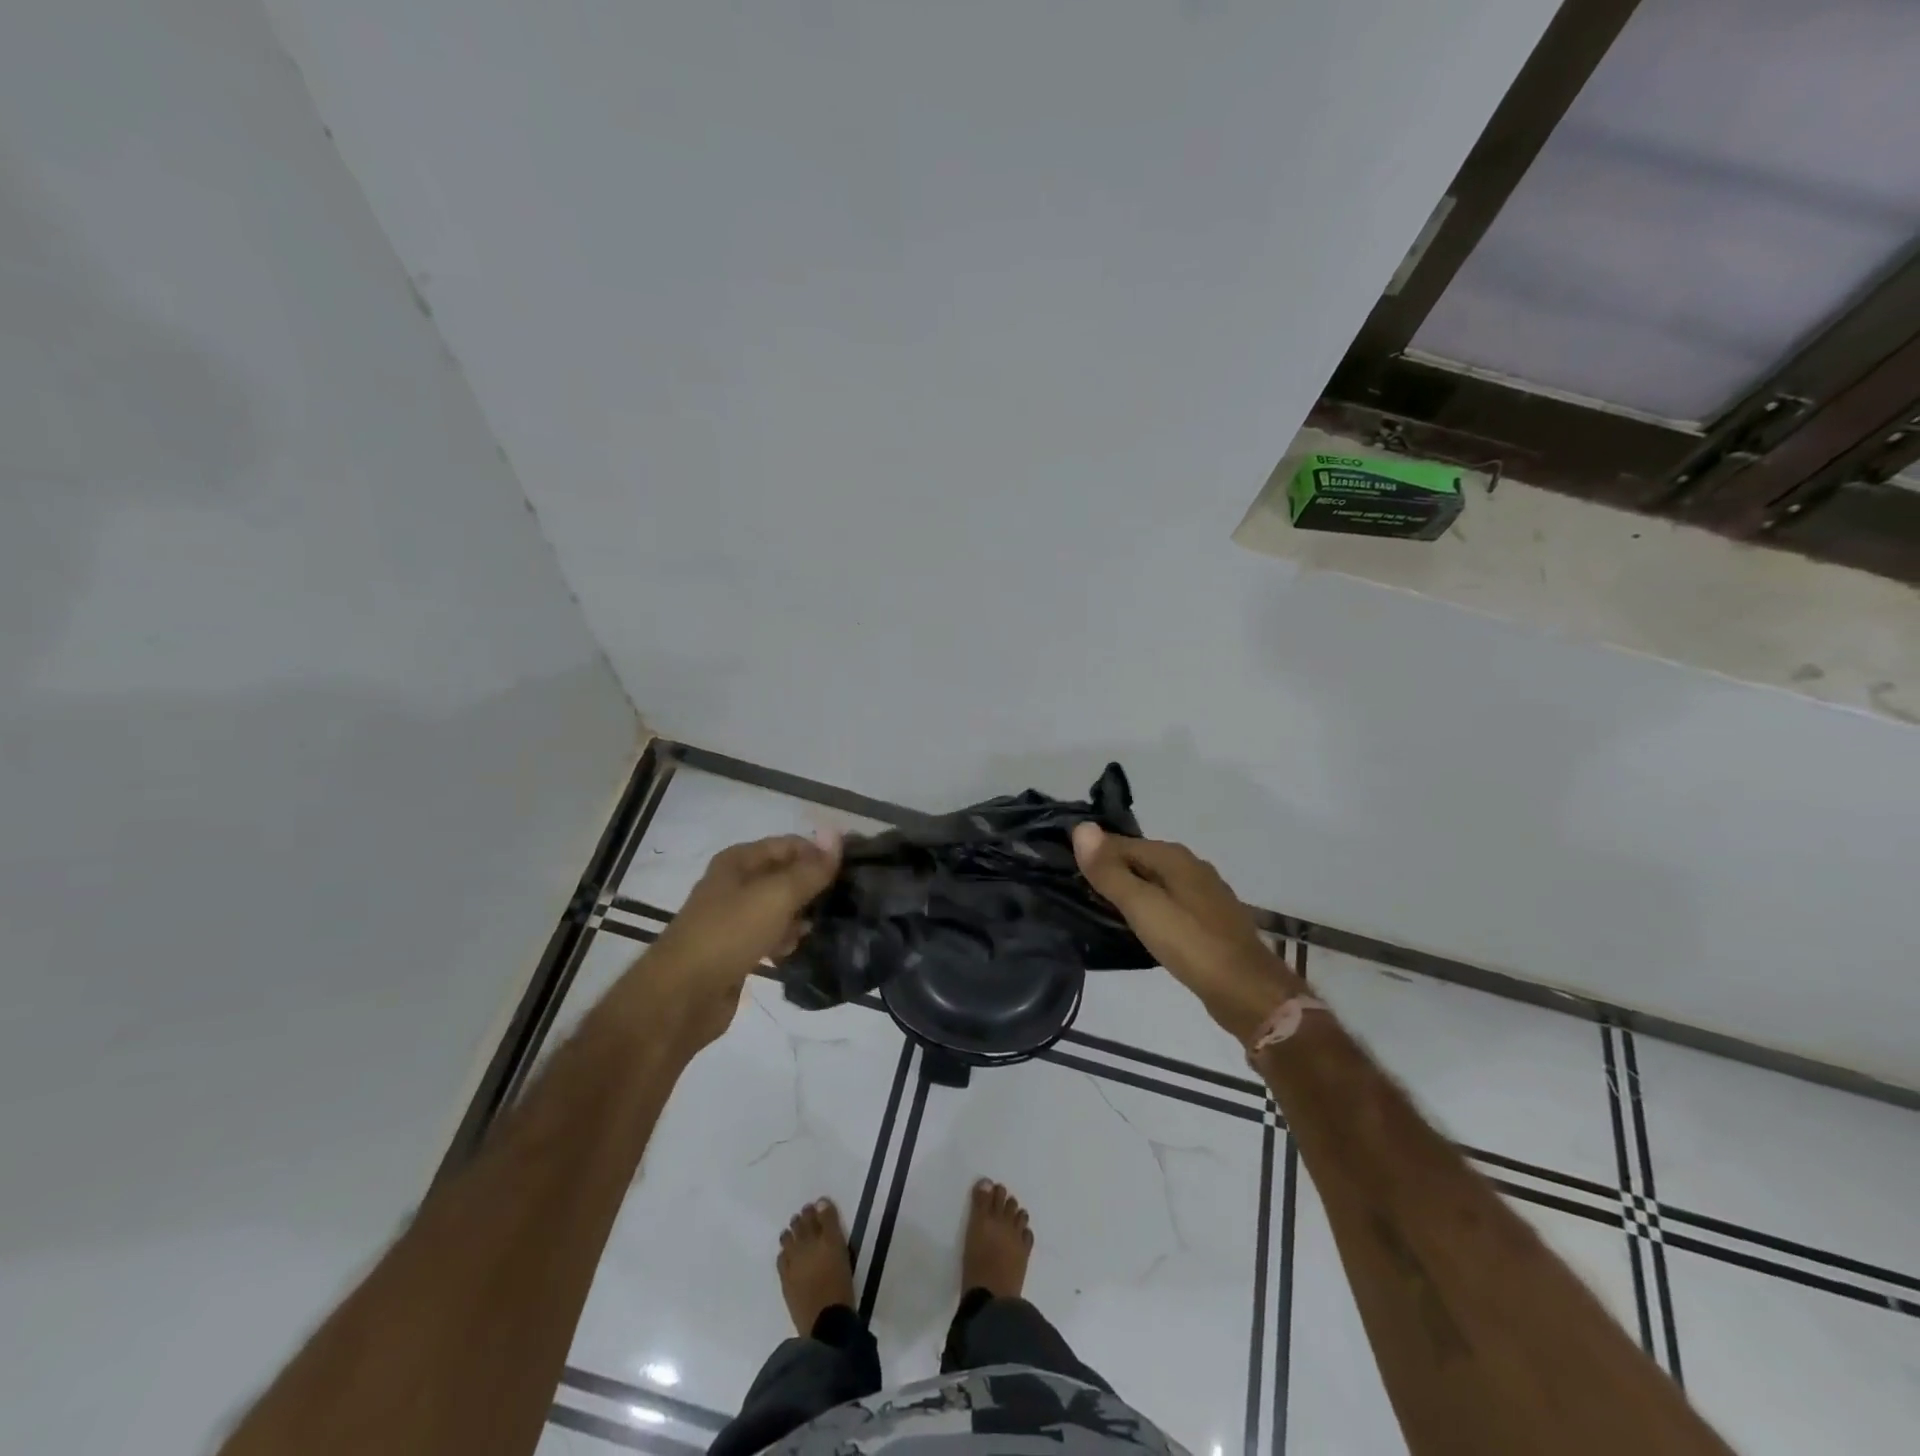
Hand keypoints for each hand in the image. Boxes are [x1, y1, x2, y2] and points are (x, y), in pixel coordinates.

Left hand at [640, 834, 841, 1048]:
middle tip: (845, 901)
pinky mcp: (735, 949)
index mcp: (739, 861)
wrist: (681, 996)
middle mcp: (735, 883)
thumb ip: (811, 869)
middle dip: (813, 886)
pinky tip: (797, 949)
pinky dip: (785, 939)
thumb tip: (837, 835)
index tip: (852, 871)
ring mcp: (733, 918)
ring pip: (779, 907)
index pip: (790, 844)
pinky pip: (770, 935)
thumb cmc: (729, 934)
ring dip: (801, 916)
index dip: (820, 853)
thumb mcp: (777, 895)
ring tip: (822, 928)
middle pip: (784, 875)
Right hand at [1072, 825, 1304, 1044]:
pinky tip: (1141, 928)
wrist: (1247, 991)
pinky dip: (1151, 909)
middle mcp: (1191, 866)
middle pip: (1140, 860)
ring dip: (1131, 891)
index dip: (1094, 855)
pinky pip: (1169, 904)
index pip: (1121, 843)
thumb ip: (1110, 871)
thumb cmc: (1190, 944)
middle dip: (1112, 871)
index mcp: (1174, 856)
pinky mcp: (1210, 921)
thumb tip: (1081, 828)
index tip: (1068, 874)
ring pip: (1156, 883)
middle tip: (1079, 893)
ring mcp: (1204, 894)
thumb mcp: (1142, 906)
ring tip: (1103, 911)